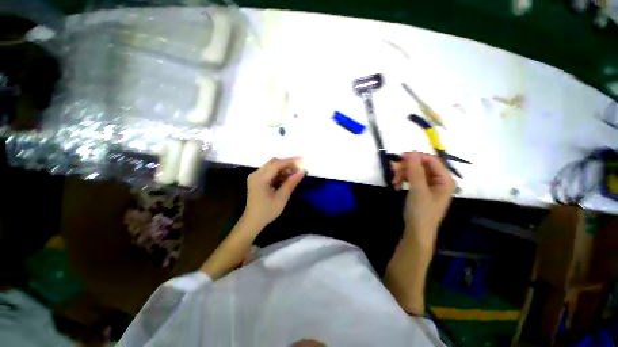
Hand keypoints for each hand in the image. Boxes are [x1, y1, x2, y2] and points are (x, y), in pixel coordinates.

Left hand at [243, 157, 304, 227]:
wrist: (253, 221)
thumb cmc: (267, 211)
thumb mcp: (281, 198)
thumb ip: (291, 183)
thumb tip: (302, 172)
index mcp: (260, 178)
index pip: (277, 164)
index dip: (290, 161)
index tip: (302, 160)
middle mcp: (256, 174)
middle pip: (274, 163)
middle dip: (287, 164)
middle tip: (299, 169)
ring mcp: (256, 176)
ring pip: (272, 166)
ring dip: (284, 169)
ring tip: (294, 175)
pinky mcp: (257, 179)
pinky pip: (270, 172)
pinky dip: (279, 173)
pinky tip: (287, 178)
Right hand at [392, 152, 454, 246]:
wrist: (417, 231)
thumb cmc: (421, 212)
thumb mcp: (418, 190)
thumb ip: (415, 171)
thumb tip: (411, 153)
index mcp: (445, 179)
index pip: (431, 160)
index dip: (416, 157)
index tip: (399, 157)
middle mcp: (439, 179)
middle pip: (422, 165)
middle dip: (407, 167)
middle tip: (393, 171)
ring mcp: (430, 185)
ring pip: (415, 171)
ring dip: (403, 174)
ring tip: (393, 181)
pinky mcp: (422, 189)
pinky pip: (412, 178)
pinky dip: (403, 179)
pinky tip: (396, 184)